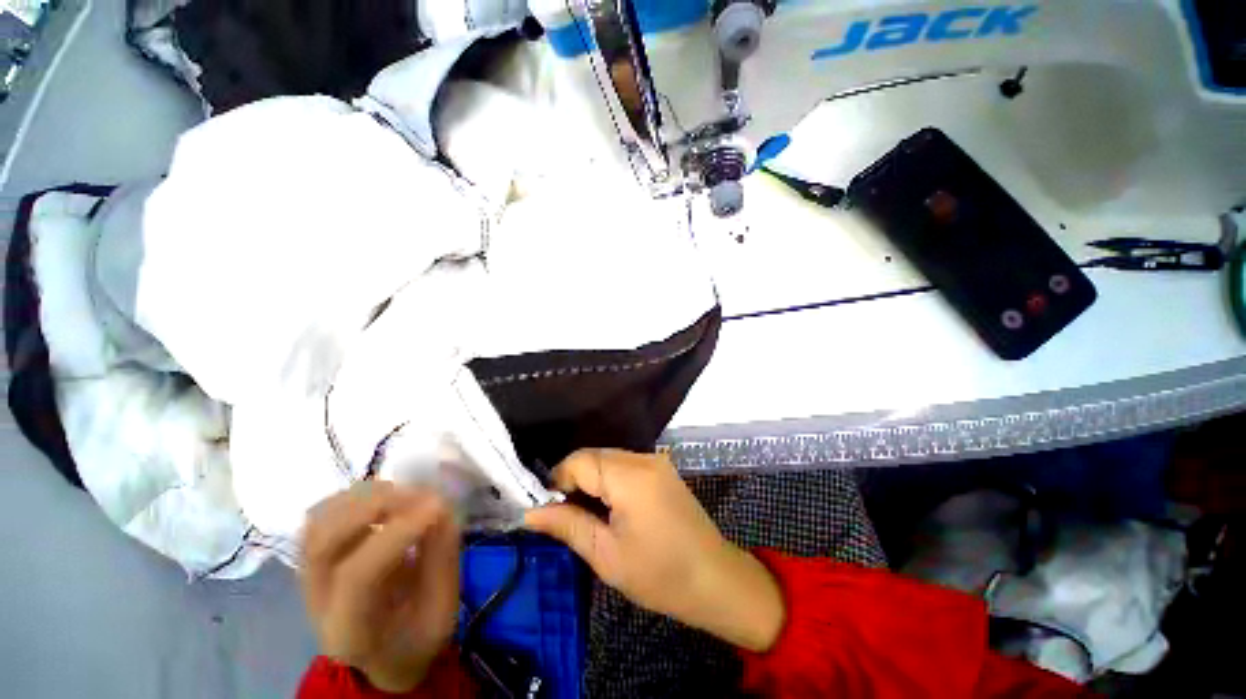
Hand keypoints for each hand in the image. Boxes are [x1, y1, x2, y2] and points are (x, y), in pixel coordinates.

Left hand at [300, 482, 460, 692]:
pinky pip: (322, 514)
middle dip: (377, 505)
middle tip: (421, 494)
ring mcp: (308, 576)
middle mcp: (318, 602)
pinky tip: (385, 497)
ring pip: (319, 520)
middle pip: (325, 541)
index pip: (357, 576)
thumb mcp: (442, 609)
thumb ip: (441, 558)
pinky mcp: (313, 557)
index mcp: (351, 631)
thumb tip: (441, 506)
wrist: (383, 653)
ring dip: (365, 496)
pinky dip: (354, 496)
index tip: (438, 505)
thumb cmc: (418, 635)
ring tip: (405, 493)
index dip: (398, 532)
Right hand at [524, 450, 784, 651]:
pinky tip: (608, 507)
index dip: (557, 481)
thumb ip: (567, 525)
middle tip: (563, 515)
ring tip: (583, 514)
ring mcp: (656, 461)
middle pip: (594, 456)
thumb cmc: (660, 574)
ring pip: (608, 458)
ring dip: (590, 480)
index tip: (547, 510)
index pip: (579, 460)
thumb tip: (530, 513)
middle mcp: (643, 458)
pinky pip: (624, 465)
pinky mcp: (662, 469)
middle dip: (573, 480)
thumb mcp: (606, 555)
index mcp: (629, 476)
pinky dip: (608, 480)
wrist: (715, 579)